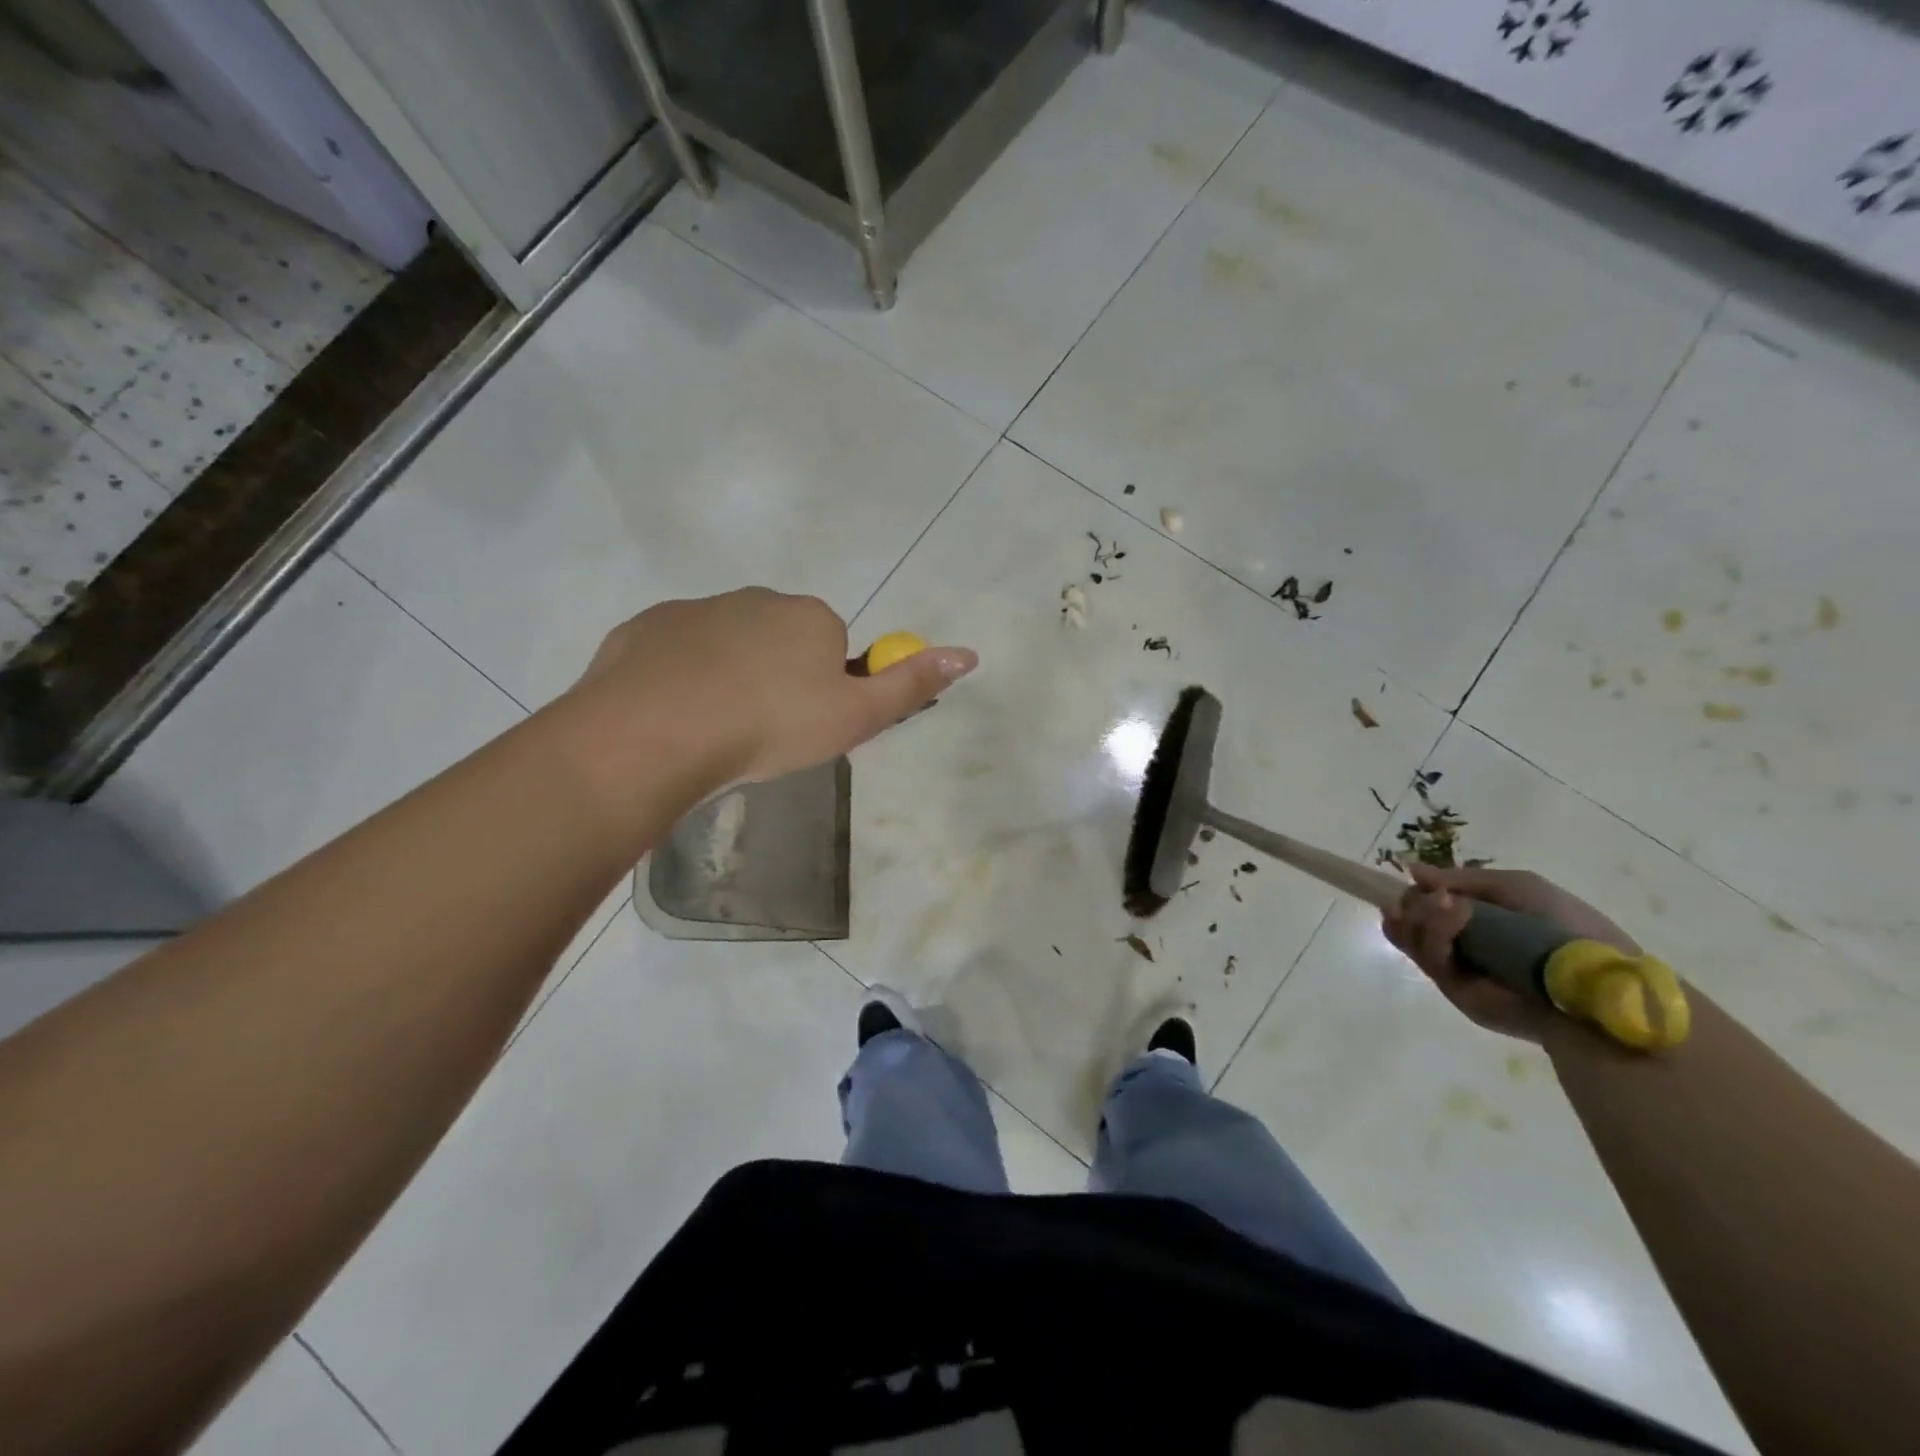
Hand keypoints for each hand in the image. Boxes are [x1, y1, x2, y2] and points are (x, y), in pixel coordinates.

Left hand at [569, 588, 975, 785]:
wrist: (659, 733)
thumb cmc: (771, 726)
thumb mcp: (855, 717)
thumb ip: (911, 685)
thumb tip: (968, 654)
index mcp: (810, 617)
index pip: (832, 646)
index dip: (824, 688)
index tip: (804, 725)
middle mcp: (757, 599)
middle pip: (780, 640)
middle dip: (777, 677)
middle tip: (762, 732)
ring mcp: (697, 608)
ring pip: (727, 644)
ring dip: (729, 676)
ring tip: (715, 730)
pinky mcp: (648, 626)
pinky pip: (677, 651)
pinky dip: (682, 676)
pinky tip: (675, 715)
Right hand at [1383, 864, 1638, 1043]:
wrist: (1599, 982)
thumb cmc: (1568, 928)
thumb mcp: (1519, 888)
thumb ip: (1465, 879)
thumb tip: (1412, 871)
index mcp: (1474, 925)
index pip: (1424, 909)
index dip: (1416, 895)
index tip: (1418, 880)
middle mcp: (1459, 948)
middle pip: (1409, 922)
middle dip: (1412, 904)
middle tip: (1431, 895)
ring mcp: (1456, 971)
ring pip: (1412, 938)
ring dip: (1422, 914)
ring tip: (1445, 901)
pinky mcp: (1457, 992)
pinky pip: (1431, 959)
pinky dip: (1435, 931)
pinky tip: (1453, 911)